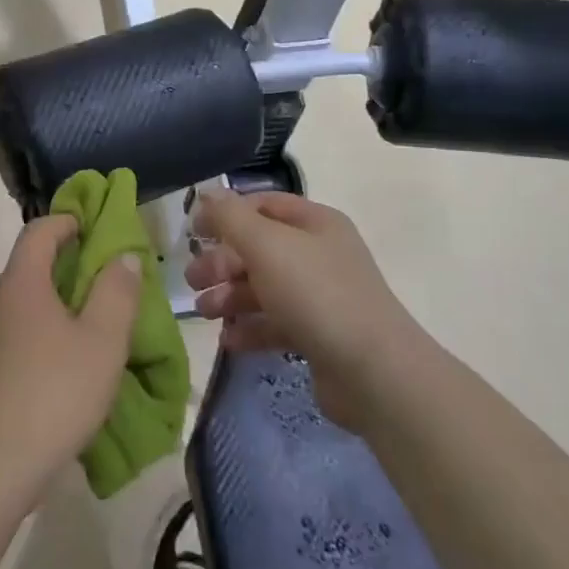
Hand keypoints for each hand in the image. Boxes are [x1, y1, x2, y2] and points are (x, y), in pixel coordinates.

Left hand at [0, 215, 142, 486]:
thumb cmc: (53, 391)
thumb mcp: (102, 340)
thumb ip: (117, 292)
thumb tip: (122, 256)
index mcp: (22, 281)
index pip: (40, 230)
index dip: (68, 221)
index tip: (96, 228)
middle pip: (31, 264)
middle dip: (69, 263)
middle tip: (107, 279)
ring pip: (25, 301)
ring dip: (58, 301)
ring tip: (93, 322)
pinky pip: (18, 331)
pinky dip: (44, 329)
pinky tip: (68, 361)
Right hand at [186, 189, 408, 428]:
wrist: (376, 374)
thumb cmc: (316, 294)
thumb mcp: (266, 245)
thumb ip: (230, 218)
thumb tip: (206, 194)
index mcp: (314, 223)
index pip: (262, 205)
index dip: (226, 214)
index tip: (193, 232)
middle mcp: (319, 254)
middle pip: (259, 248)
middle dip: (222, 262)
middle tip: (192, 279)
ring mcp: (321, 297)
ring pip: (264, 288)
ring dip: (230, 296)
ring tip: (204, 312)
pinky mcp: (319, 336)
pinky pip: (276, 324)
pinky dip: (250, 328)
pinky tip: (228, 340)